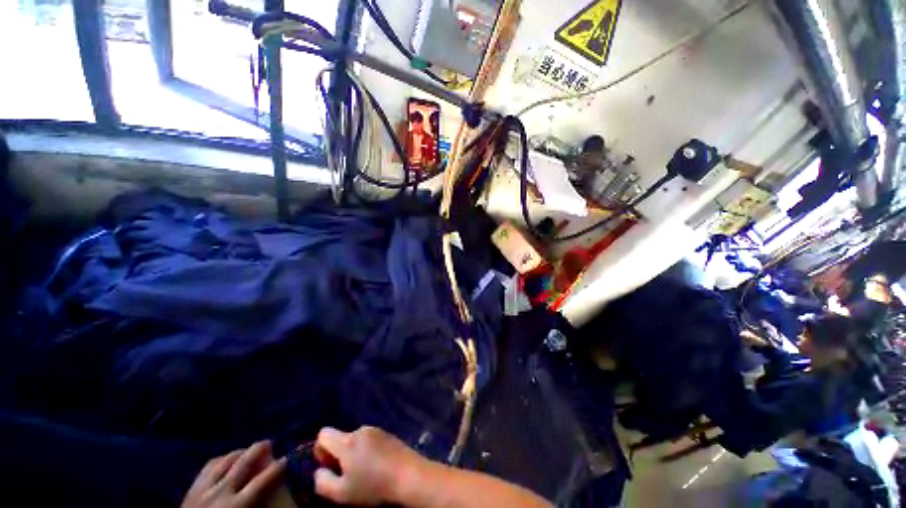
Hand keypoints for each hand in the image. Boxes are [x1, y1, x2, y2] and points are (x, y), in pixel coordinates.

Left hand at [182, 441, 286, 507]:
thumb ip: (259, 504)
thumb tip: (275, 489)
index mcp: (237, 504)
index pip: (263, 480)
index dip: (278, 467)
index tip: (287, 458)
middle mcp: (221, 491)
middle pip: (243, 462)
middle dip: (257, 449)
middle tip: (268, 443)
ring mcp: (203, 488)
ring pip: (224, 461)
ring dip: (238, 453)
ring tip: (246, 450)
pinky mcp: (190, 489)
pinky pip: (207, 467)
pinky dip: (220, 460)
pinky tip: (225, 460)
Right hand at [313, 426, 428, 505]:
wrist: (408, 475)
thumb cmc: (373, 486)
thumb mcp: (341, 493)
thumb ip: (322, 482)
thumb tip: (319, 471)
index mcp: (347, 441)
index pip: (323, 434)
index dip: (320, 450)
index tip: (329, 466)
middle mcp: (361, 430)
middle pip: (340, 437)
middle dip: (338, 454)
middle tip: (347, 474)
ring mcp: (376, 430)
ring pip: (355, 440)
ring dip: (354, 453)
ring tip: (364, 472)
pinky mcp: (388, 434)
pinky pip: (369, 440)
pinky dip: (367, 451)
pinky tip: (376, 466)